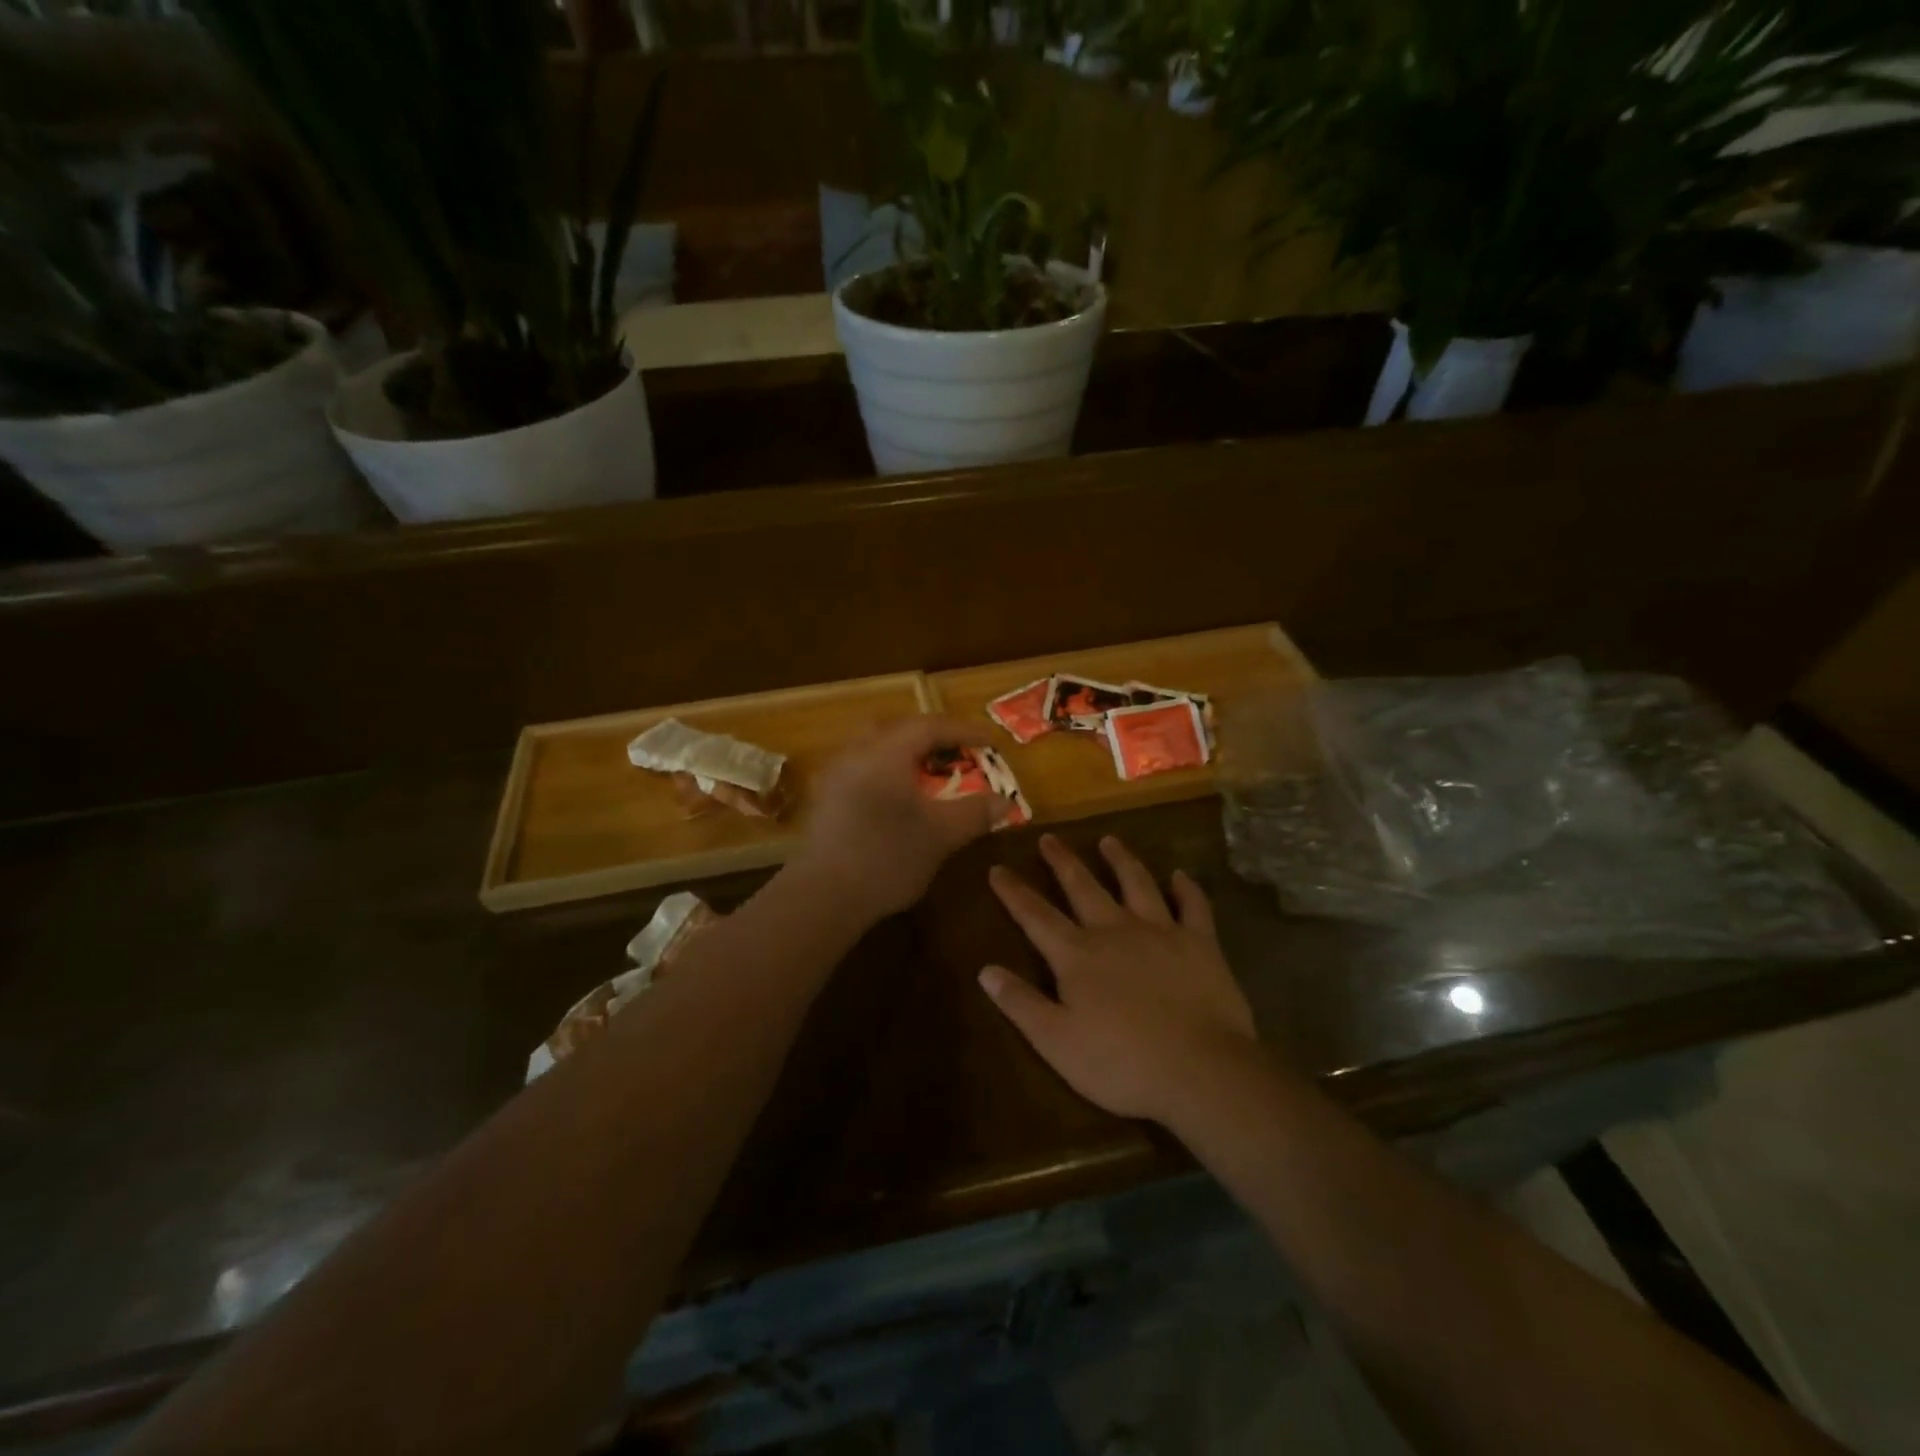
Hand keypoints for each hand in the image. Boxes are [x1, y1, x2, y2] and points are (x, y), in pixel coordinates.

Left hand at [792, 716, 1003, 922]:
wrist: (822, 896)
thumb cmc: (887, 858)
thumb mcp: (941, 835)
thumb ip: (974, 812)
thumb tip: (1004, 801)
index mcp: (886, 752)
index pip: (930, 726)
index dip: (963, 730)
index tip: (990, 741)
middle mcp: (856, 753)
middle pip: (898, 729)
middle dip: (931, 736)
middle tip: (957, 753)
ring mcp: (834, 775)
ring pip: (875, 747)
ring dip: (906, 754)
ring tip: (929, 775)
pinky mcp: (824, 799)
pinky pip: (861, 768)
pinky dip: (886, 772)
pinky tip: (897, 799)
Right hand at [980, 834, 1257, 1124]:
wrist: (1200, 1070)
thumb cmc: (1122, 1063)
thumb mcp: (1056, 1042)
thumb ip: (1021, 1003)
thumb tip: (985, 970)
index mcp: (1077, 955)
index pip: (1036, 915)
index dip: (1014, 892)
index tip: (998, 868)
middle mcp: (1115, 930)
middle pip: (1083, 887)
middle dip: (1062, 862)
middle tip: (1049, 837)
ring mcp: (1160, 931)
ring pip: (1136, 883)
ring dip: (1121, 860)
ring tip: (1109, 840)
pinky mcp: (1200, 943)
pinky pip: (1193, 906)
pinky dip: (1187, 889)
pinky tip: (1180, 875)